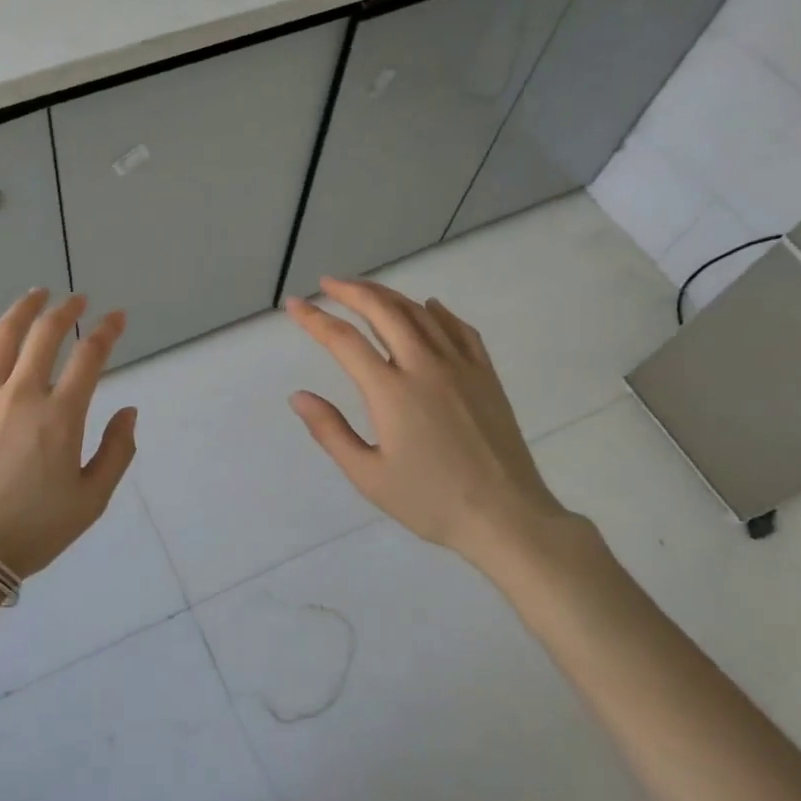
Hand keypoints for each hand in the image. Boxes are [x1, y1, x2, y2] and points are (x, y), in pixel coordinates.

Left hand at [0, 289, 137, 578]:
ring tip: (36, 294)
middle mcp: (21, 394)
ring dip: (23, 310)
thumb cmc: (33, 529)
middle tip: (77, 300)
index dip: (107, 331)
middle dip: (66, 311)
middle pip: (45, 336)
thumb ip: (117, 452)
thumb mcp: (92, 500)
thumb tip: (129, 410)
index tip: (117, 317)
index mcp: (60, 416)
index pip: (89, 356)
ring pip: (2, 337)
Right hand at [285, 278, 599, 580]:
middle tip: (328, 284)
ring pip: (420, 313)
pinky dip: (439, 312)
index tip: (294, 305)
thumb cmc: (430, 501)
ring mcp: (460, 366)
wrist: (506, 517)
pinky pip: (460, 329)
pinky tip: (429, 307)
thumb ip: (330, 431)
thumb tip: (298, 396)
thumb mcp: (368, 475)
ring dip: (389, 296)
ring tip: (366, 291)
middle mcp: (424, 366)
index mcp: (391, 391)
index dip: (315, 319)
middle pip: (383, 311)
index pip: (343, 341)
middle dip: (352, 291)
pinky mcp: (486, 375)